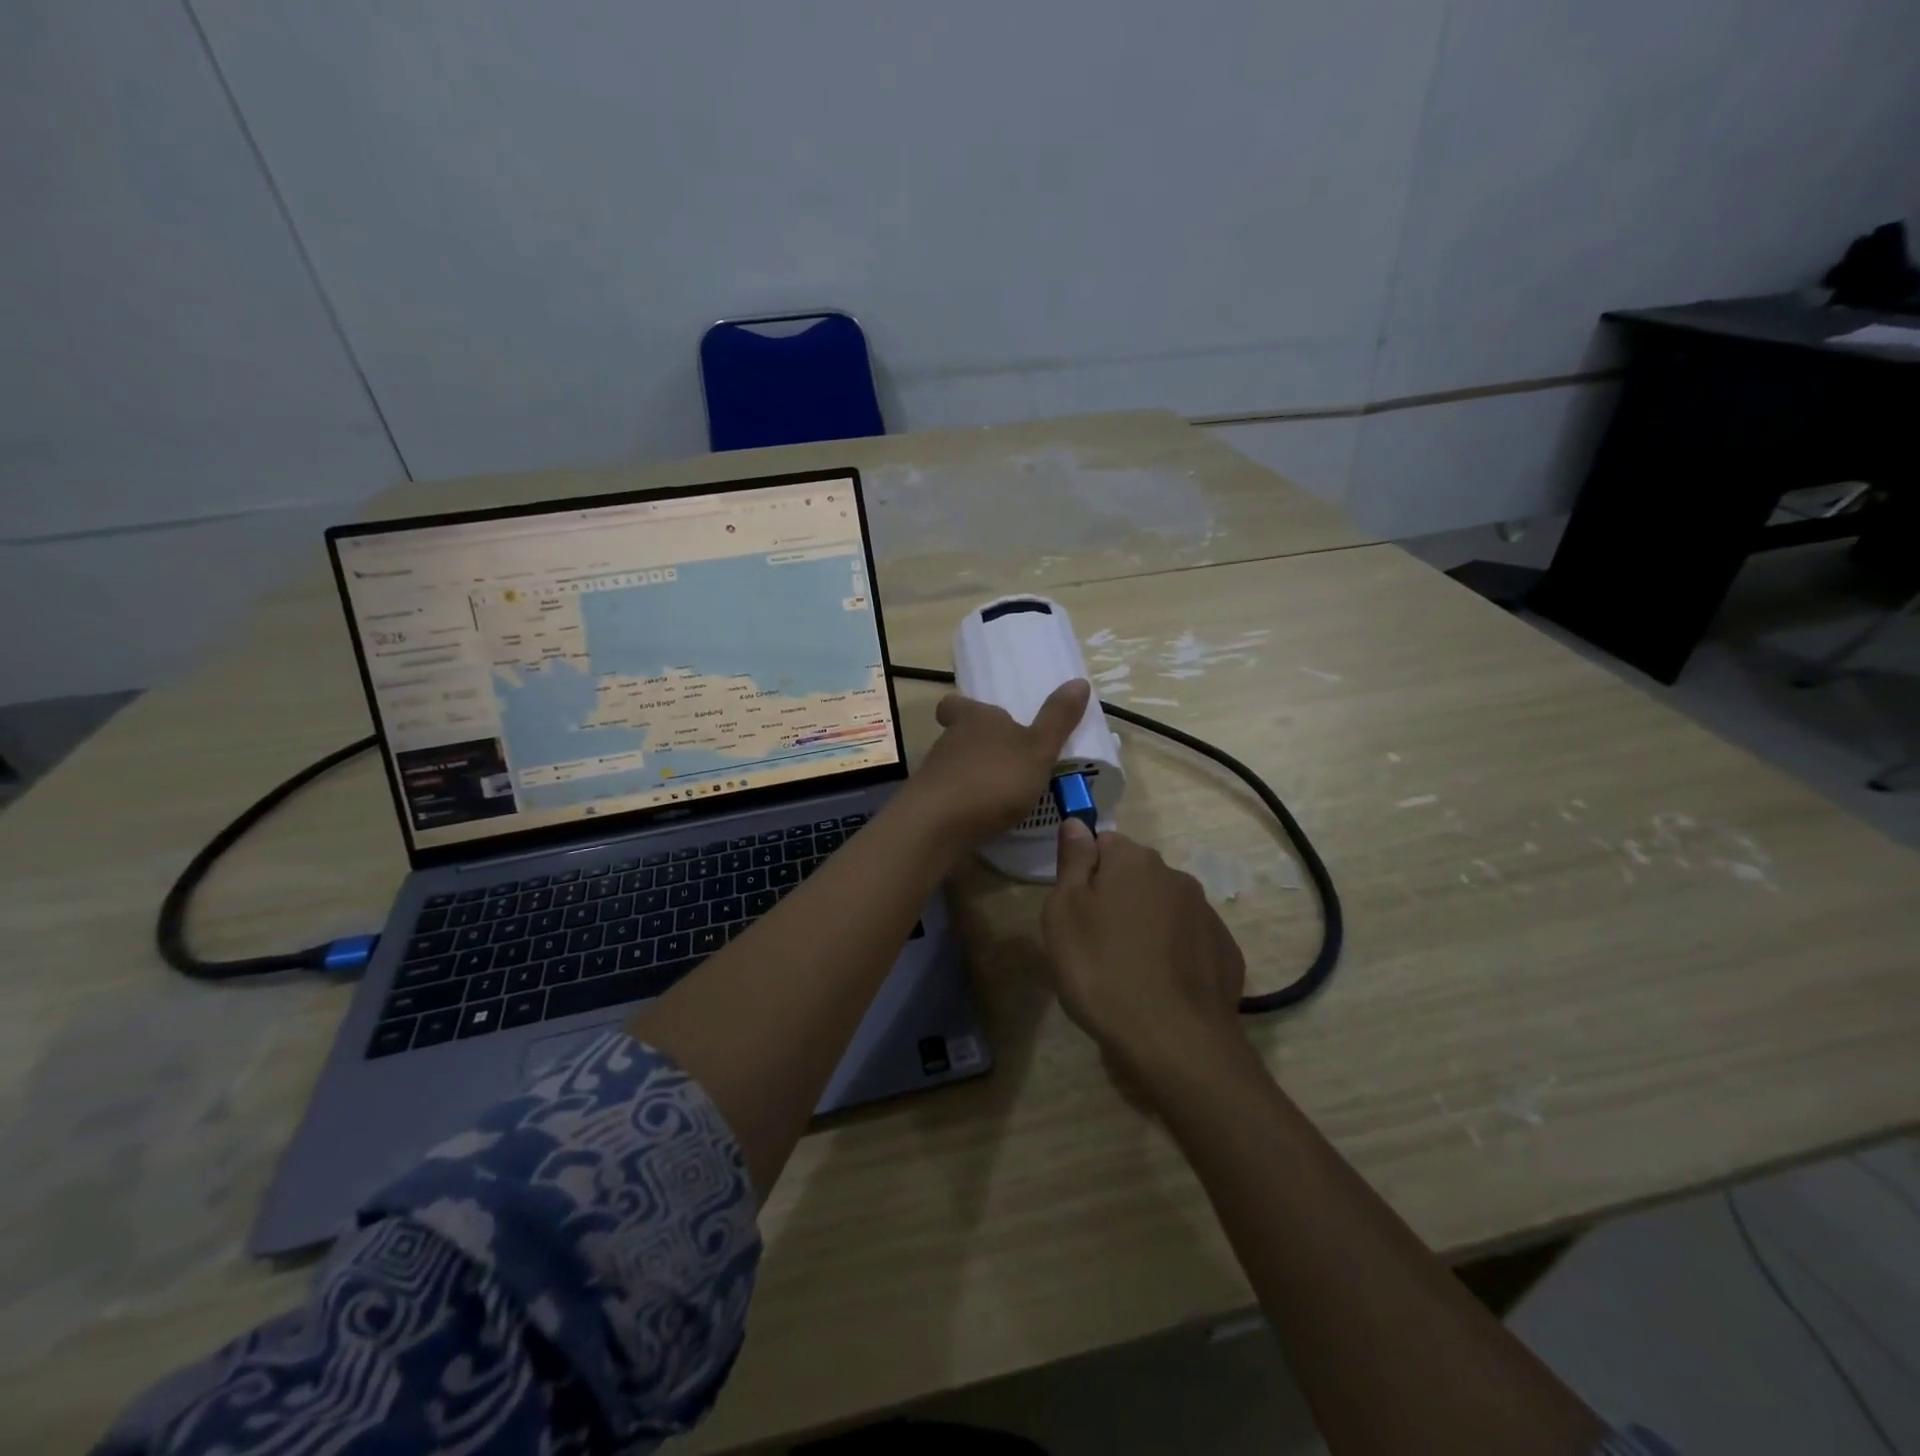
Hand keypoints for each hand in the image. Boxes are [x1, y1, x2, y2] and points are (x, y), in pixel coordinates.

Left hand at [903, 679, 1092, 847]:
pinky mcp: (928, 804)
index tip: (978, 716)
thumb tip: (1080, 680)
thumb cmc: (994, 778)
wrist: (939, 824)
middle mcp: (949, 740)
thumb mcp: (1037, 749)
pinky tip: (983, 817)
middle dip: (977, 745)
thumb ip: (1057, 719)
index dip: (964, 708)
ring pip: (953, 765)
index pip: (956, 704)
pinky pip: (949, 795)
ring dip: (972, 774)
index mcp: (975, 718)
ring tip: (1001, 792)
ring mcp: (934, 772)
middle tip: (1004, 758)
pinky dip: (965, 802)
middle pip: (958, 735)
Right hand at [1042, 823, 1247, 1078]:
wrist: (1175, 1041)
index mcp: (1134, 861)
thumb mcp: (1064, 913)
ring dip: (1146, 925)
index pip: (1103, 843)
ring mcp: (1206, 914)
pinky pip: (1188, 940)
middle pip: (1135, 875)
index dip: (1084, 872)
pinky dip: (1173, 953)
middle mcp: (1175, 876)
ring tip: (1127, 970)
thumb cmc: (1103, 970)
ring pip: (1163, 907)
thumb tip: (1076, 823)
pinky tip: (1159, 986)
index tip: (1075, 908)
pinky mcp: (1225, 952)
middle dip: (1116, 897)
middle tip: (1095, 942)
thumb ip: (1072, 862)